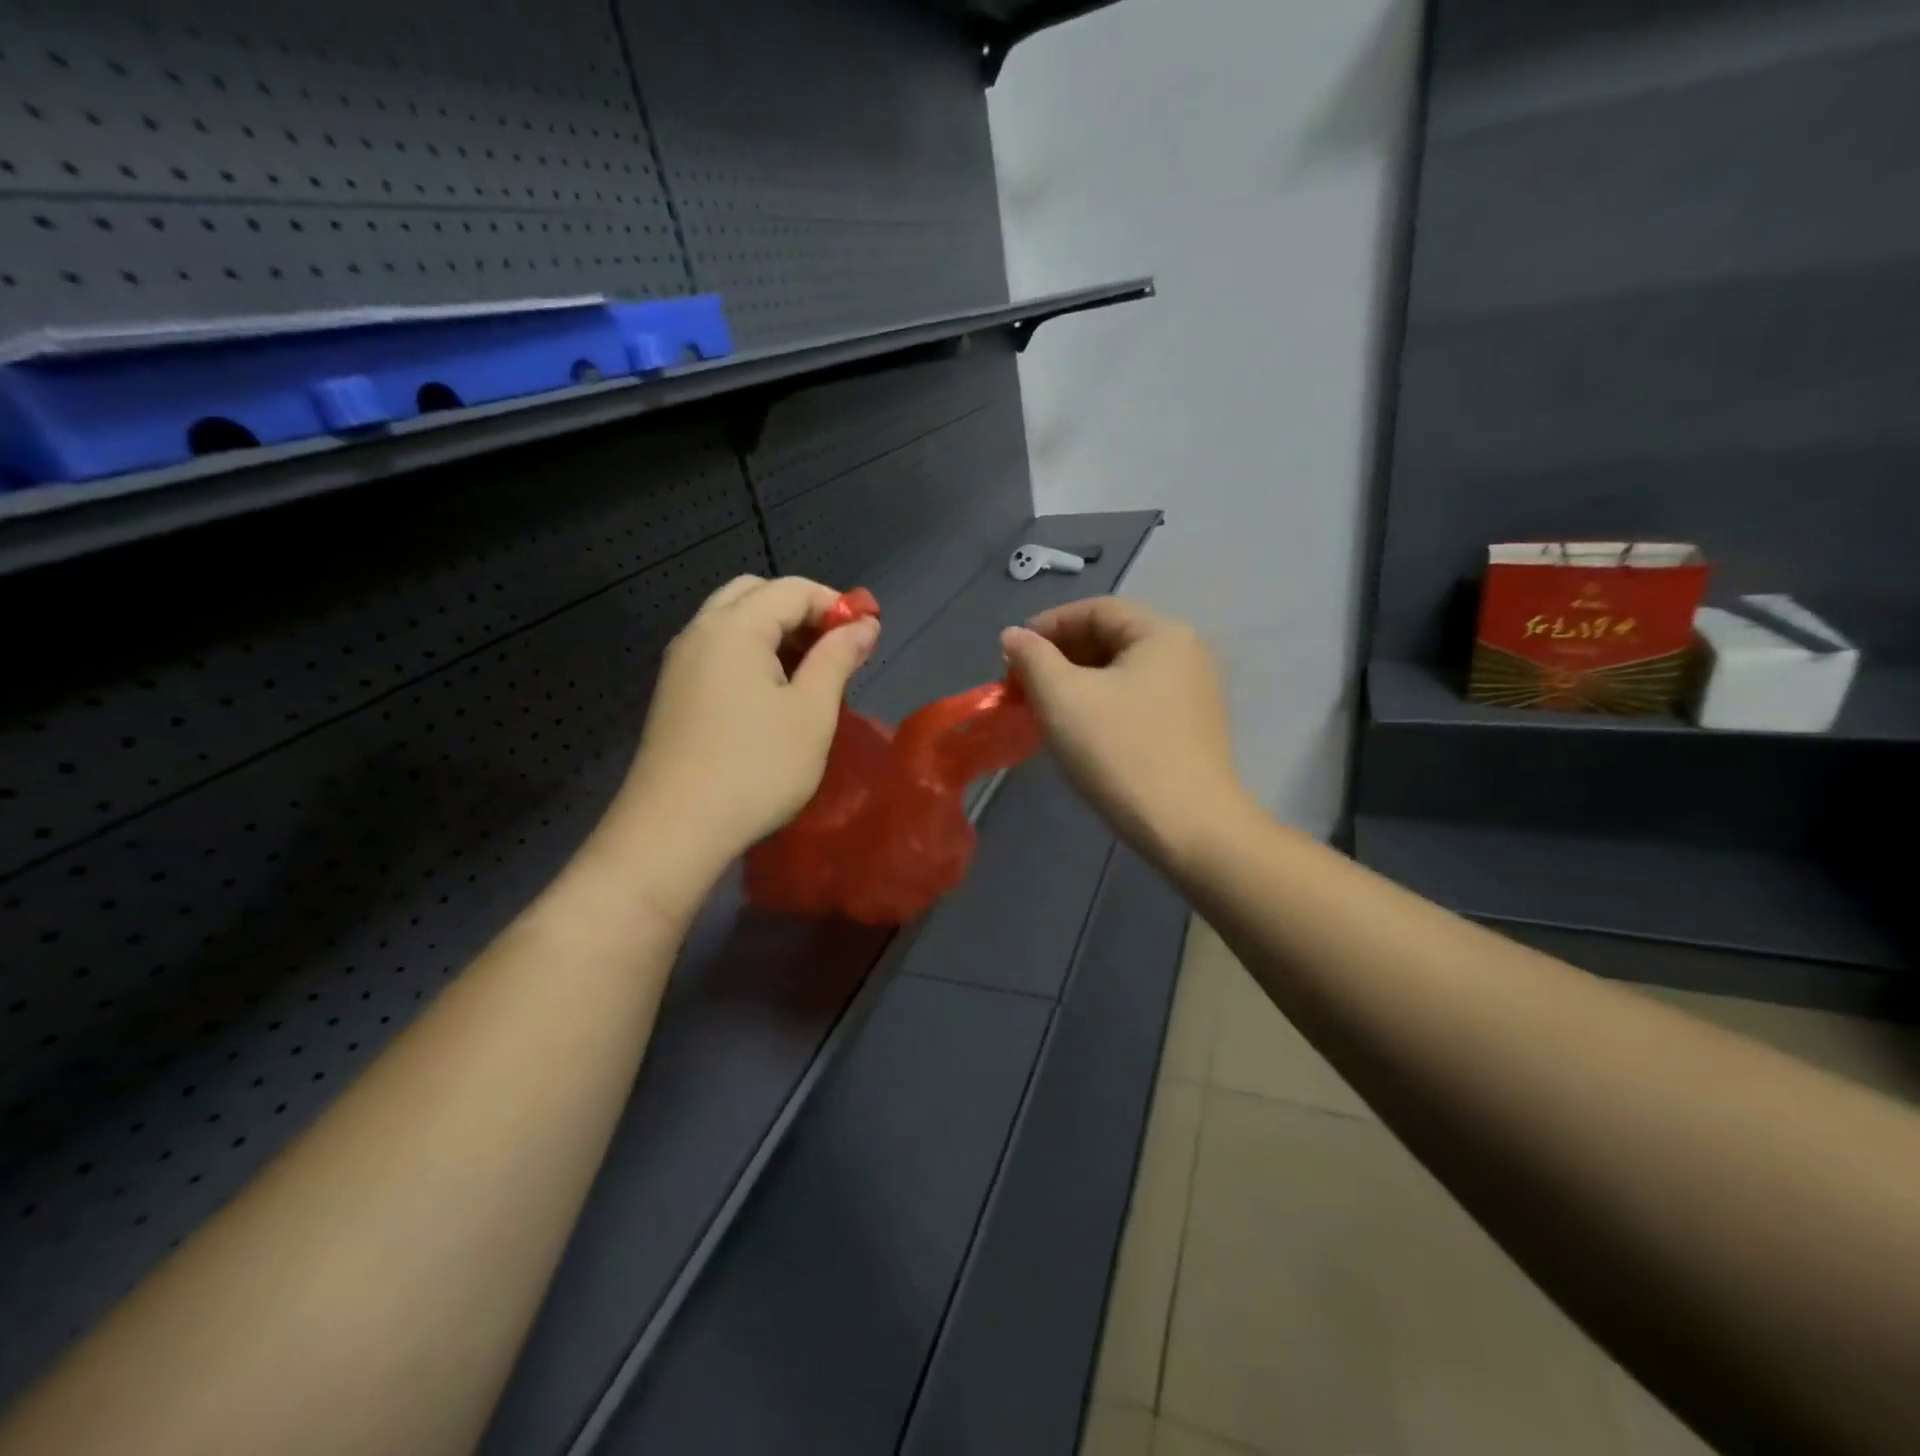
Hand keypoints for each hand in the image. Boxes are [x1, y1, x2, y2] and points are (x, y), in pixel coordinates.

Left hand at [604, 575, 878, 887]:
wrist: (674, 830)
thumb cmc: (756, 768)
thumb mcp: (811, 712)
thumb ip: (838, 658)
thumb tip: (864, 624)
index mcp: (734, 627)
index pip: (792, 589)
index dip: (836, 605)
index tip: (867, 638)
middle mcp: (701, 632)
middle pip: (755, 594)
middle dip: (801, 611)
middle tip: (834, 649)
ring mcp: (680, 663)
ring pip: (733, 622)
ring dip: (776, 633)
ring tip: (810, 675)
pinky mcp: (674, 693)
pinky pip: (718, 652)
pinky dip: (752, 655)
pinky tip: (772, 696)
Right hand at [1002, 598, 1246, 867]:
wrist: (1188, 828)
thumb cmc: (1120, 752)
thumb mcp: (1063, 698)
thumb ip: (1032, 658)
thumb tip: (1013, 635)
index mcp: (1162, 633)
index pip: (1095, 609)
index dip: (1047, 625)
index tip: (1011, 654)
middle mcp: (1186, 653)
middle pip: (1111, 638)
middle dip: (1060, 656)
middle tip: (1022, 685)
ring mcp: (1194, 692)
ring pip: (1122, 672)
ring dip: (1078, 682)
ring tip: (1044, 708)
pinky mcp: (1191, 727)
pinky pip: (1137, 698)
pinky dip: (1102, 703)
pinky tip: (1079, 729)